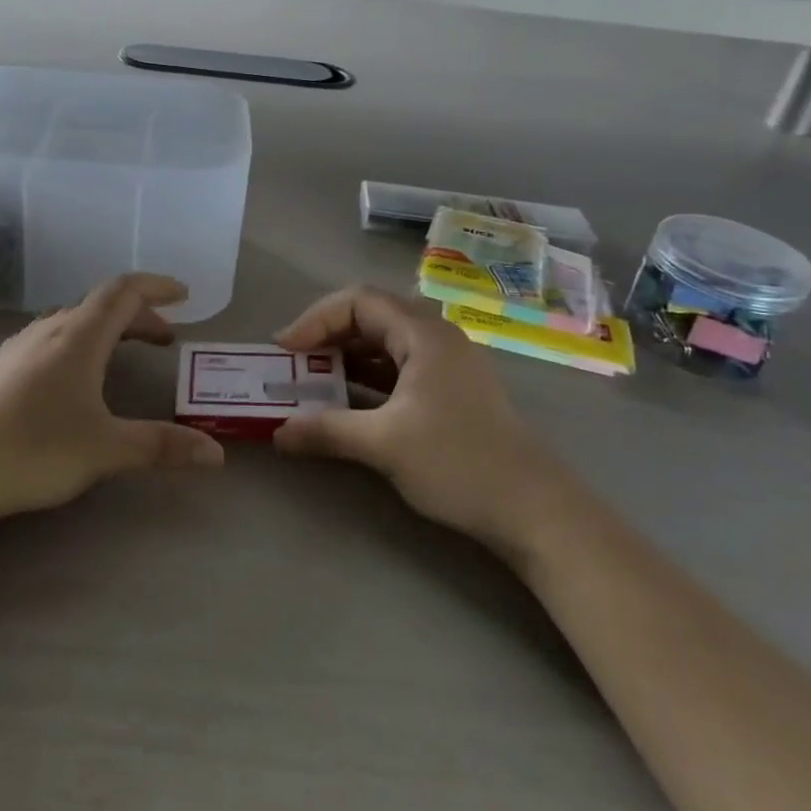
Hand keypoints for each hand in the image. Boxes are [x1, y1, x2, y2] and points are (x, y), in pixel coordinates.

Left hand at [0, 274, 223, 524]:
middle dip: (138, 315)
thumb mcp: (106, 449)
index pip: (124, 291)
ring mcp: (19, 348)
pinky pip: (52, 341)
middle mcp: (49, 330)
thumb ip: (161, 446)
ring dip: (107, 330)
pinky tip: (76, 379)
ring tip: (127, 353)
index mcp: (78, 336)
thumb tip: (216, 454)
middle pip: (100, 305)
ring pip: (73, 322)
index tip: (185, 295)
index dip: (157, 287)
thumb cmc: (33, 450)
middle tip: (165, 338)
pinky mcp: (0, 371)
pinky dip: (81, 345)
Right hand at [272, 286, 562, 556]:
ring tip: (312, 382)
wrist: (533, 509)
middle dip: (327, 336)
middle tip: (294, 364)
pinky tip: (346, 403)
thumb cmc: (458, 462)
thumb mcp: (384, 444)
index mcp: (424, 334)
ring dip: (346, 359)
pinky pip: (398, 370)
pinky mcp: (449, 391)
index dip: (315, 319)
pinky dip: (366, 379)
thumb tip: (277, 433)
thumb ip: (326, 431)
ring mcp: (446, 365)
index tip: (285, 350)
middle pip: (371, 317)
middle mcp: (436, 338)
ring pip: (384, 345)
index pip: (358, 301)